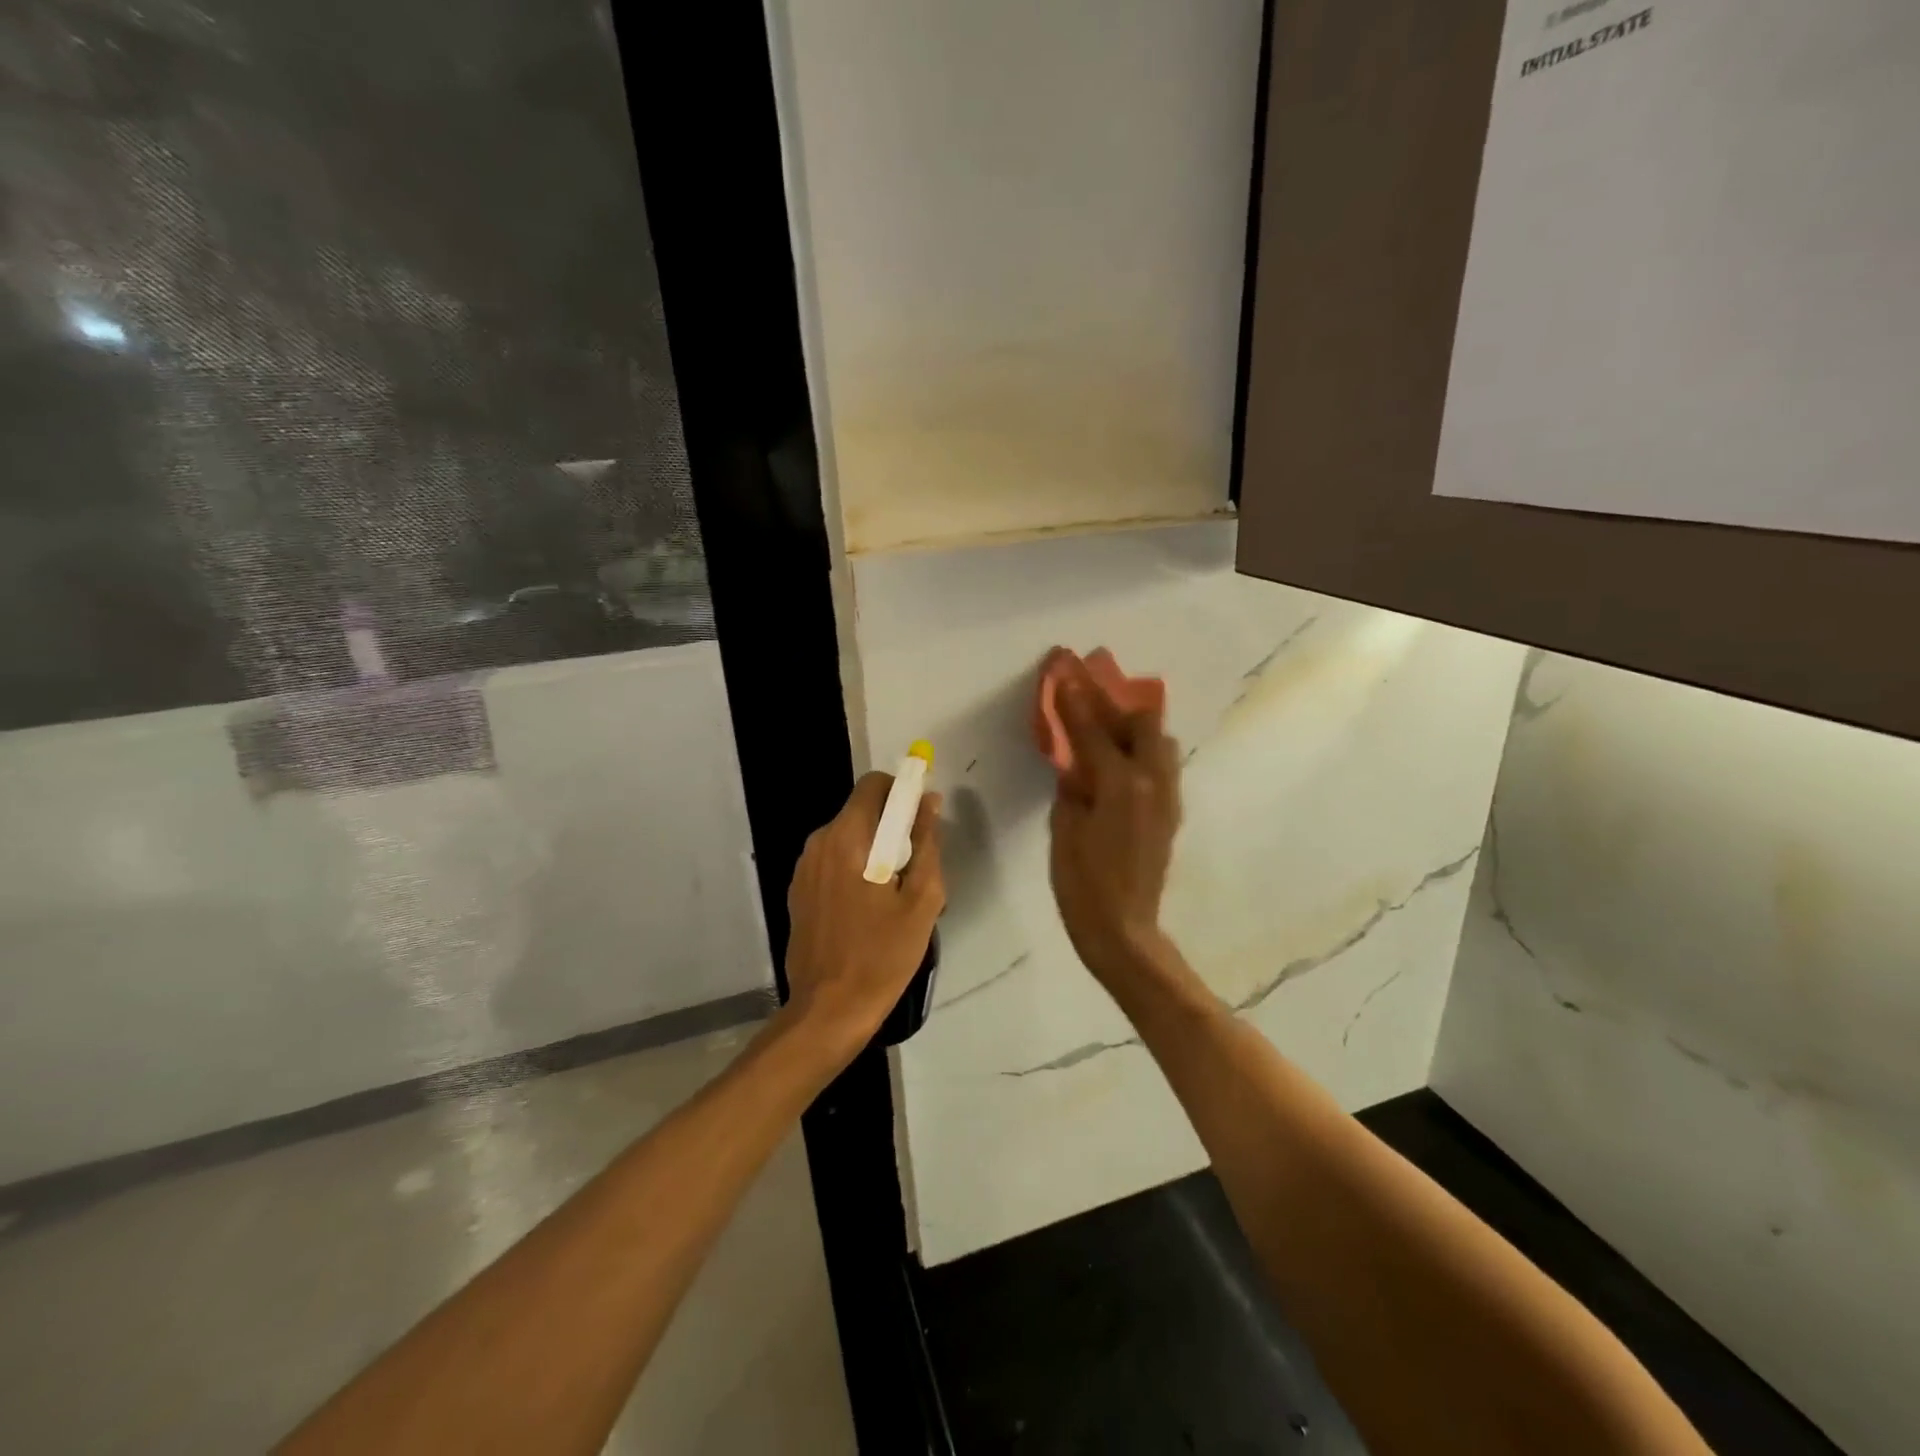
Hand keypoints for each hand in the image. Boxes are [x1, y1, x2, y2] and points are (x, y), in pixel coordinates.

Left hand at [782, 772, 944, 1062]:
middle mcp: (819, 843)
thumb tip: (929, 802)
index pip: (874, 785)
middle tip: (915, 871)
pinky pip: (834, 862)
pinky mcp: (799, 892)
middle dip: (892, 829)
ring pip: (848, 838)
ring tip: (894, 898)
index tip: (921, 821)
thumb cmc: (882, 955)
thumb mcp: (922, 899)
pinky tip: (868, 912)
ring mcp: (804, 868)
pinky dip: (855, 871)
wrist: (829, 1010)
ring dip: (875, 852)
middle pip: (862, 812)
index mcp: (847, 838)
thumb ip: (926, 843)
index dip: (902, 792)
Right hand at [1048, 652, 1181, 982]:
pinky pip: (1161, 766)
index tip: (1065, 671)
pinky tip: (1118, 762)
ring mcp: (1168, 797)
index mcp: (1121, 784)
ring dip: (1134, 727)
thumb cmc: (1082, 884)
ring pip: (1160, 743)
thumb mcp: (1065, 829)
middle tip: (1090, 695)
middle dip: (1116, 703)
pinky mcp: (1171, 813)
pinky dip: (1141, 752)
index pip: (1095, 730)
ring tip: (1107, 727)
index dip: (1077, 700)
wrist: (1123, 930)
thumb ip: (1073, 784)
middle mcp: (1153, 782)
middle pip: (1144, 722)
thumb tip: (1076, 760)